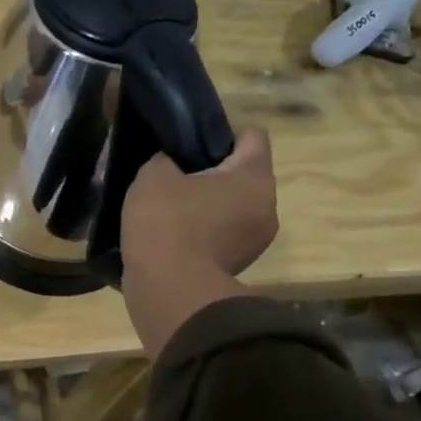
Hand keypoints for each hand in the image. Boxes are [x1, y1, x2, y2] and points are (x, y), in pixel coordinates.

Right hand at [119, 126, 278, 357]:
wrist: (169, 291)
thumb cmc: (167, 222)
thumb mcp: (153, 174)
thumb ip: (165, 159)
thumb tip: (171, 165)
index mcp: (254, 177)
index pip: (252, 135)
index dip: (220, 129)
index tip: (189, 139)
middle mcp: (267, 206)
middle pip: (243, 172)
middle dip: (211, 168)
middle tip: (174, 169)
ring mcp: (256, 240)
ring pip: (232, 204)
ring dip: (206, 200)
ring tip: (169, 202)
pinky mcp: (238, 264)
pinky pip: (222, 231)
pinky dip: (202, 226)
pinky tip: (171, 229)